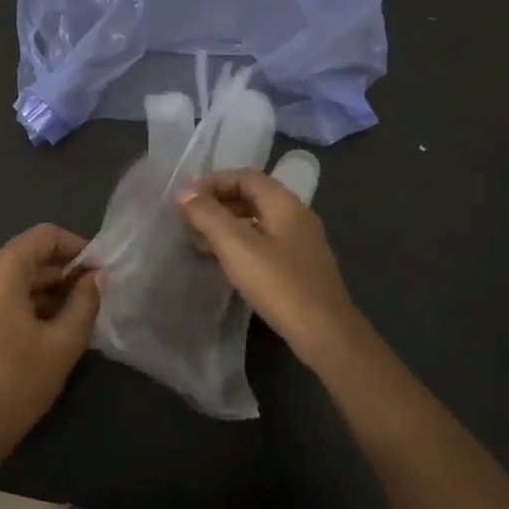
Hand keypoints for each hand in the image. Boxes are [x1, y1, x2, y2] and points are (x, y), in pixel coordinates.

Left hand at [0, 223, 103, 460]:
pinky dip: (21, 304)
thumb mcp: (63, 343)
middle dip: (62, 275)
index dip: (77, 248)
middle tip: (92, 299)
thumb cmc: (17, 383)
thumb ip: (85, 302)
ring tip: (73, 318)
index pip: (45, 237)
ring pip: (12, 279)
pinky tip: (44, 330)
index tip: (99, 271)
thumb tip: (96, 276)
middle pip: (27, 258)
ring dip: (44, 292)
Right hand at [177, 169, 368, 369]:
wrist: (325, 332)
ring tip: (201, 240)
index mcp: (284, 203)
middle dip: (218, 203)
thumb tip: (184, 192)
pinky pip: (266, 241)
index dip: (213, 182)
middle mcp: (297, 215)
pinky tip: (227, 262)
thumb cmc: (279, 284)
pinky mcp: (301, 266)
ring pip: (258, 220)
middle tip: (190, 219)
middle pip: (253, 196)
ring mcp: (302, 241)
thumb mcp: (236, 246)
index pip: (245, 176)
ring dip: (228, 224)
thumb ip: (207, 215)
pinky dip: (242, 243)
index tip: (186, 198)